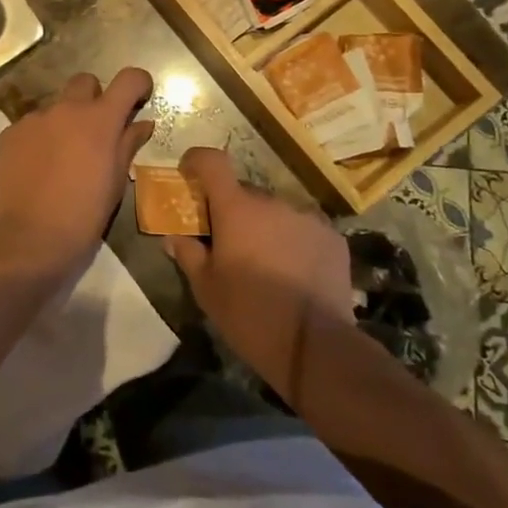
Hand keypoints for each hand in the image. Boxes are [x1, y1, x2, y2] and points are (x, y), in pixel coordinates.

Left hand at [0, 69, 155, 269]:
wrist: (30, 238)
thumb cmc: (84, 214)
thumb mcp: (116, 181)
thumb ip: (128, 144)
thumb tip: (142, 123)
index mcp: (99, 120)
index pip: (128, 79)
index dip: (138, 83)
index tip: (139, 99)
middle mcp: (66, 109)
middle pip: (85, 82)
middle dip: (95, 98)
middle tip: (97, 131)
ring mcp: (34, 119)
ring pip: (55, 106)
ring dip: (64, 122)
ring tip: (62, 158)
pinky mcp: (10, 134)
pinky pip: (31, 126)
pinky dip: (40, 138)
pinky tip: (38, 168)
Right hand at [165, 147, 354, 405]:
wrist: (315, 347)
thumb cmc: (249, 314)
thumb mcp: (206, 289)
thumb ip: (188, 254)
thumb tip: (174, 237)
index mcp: (236, 208)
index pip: (212, 161)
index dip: (197, 161)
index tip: (189, 174)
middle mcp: (273, 202)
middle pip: (244, 193)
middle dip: (232, 211)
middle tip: (227, 243)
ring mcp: (307, 217)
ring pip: (276, 212)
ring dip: (265, 228)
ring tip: (265, 264)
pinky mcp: (333, 237)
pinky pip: (303, 229)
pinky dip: (294, 242)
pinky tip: (294, 274)